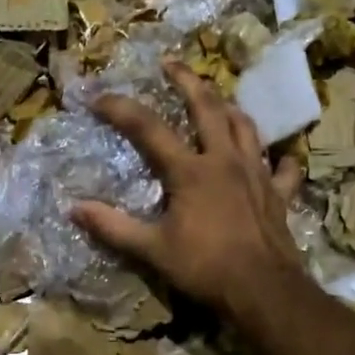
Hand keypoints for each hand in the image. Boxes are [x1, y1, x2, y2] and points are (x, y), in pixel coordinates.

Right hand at [70, 61, 304, 316]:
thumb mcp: (152, 250)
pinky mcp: (279, 193)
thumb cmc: (205, 267)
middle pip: (207, 107)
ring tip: (216, 99)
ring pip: (245, 126)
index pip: (148, 129)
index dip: (121, 109)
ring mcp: (257, 174)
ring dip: (228, 108)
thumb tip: (73, 209)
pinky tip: (274, 157)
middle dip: (187, 81)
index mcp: (190, 171)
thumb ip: (113, 227)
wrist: (263, 290)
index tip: (98, 97)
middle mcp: (225, 160)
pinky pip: (281, 167)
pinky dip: (276, 158)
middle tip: (171, 63)